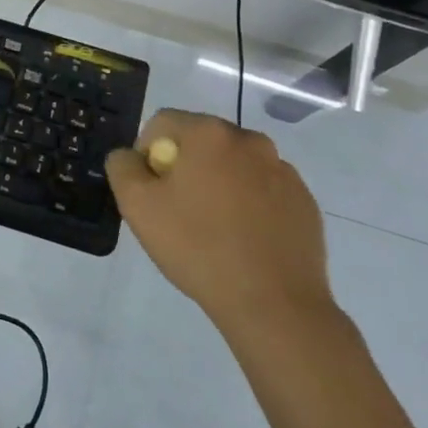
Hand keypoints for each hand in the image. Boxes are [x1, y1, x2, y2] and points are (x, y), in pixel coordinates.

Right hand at [105, 110, 333, 342]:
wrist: (273, 304)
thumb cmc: (198, 247)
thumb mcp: (137, 206)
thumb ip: (122, 167)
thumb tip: (130, 157)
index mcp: (209, 133)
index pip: (163, 123)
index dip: (147, 154)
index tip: (150, 192)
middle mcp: (250, 140)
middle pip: (202, 141)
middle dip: (185, 167)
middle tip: (178, 211)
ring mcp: (283, 171)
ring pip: (235, 166)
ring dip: (219, 184)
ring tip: (214, 230)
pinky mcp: (305, 202)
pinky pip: (265, 191)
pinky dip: (250, 205)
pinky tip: (245, 241)